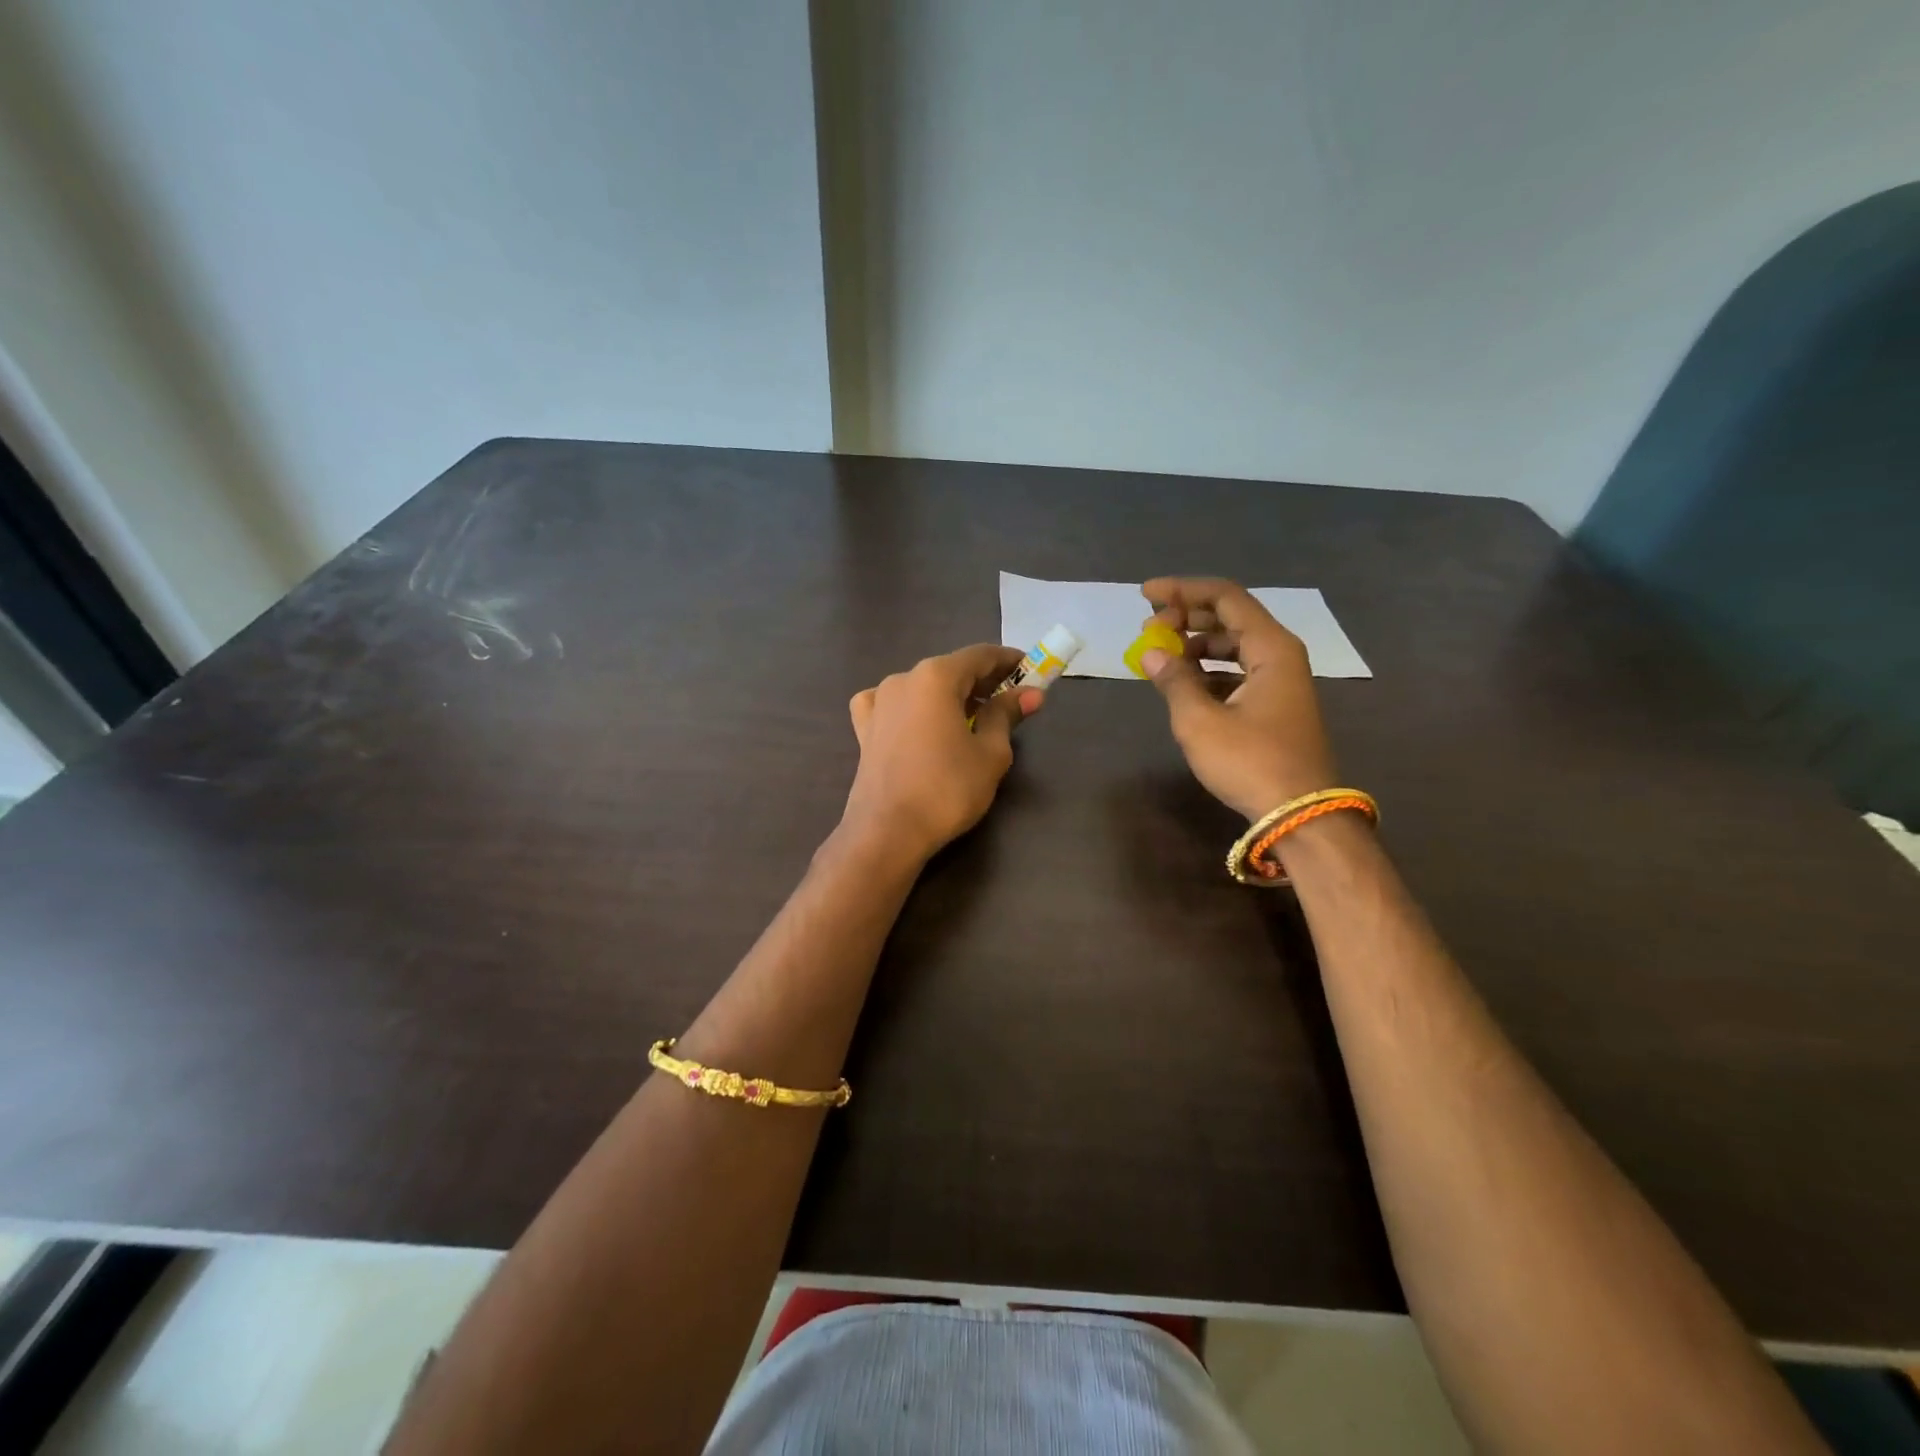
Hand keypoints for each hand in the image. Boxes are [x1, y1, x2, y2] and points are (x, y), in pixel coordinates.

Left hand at [843, 644, 1042, 859]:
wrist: (887, 832)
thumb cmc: (947, 789)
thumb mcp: (990, 753)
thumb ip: (1006, 715)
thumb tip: (1030, 694)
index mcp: (935, 677)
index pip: (980, 655)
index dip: (1009, 661)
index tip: (1031, 671)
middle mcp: (903, 679)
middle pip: (950, 670)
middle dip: (982, 681)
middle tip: (1010, 700)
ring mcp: (878, 702)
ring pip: (922, 687)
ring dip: (950, 696)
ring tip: (972, 718)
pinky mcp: (864, 728)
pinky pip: (893, 706)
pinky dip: (913, 708)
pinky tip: (919, 724)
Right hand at [1139, 577, 1337, 820]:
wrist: (1299, 813)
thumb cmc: (1250, 761)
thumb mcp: (1200, 721)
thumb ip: (1174, 680)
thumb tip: (1151, 653)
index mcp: (1270, 647)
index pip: (1225, 597)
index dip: (1182, 590)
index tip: (1145, 595)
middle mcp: (1280, 654)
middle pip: (1230, 617)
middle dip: (1186, 617)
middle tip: (1150, 629)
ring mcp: (1280, 680)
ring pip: (1234, 645)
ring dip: (1195, 644)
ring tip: (1161, 656)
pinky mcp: (1274, 704)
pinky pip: (1238, 670)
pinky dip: (1208, 669)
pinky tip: (1184, 683)